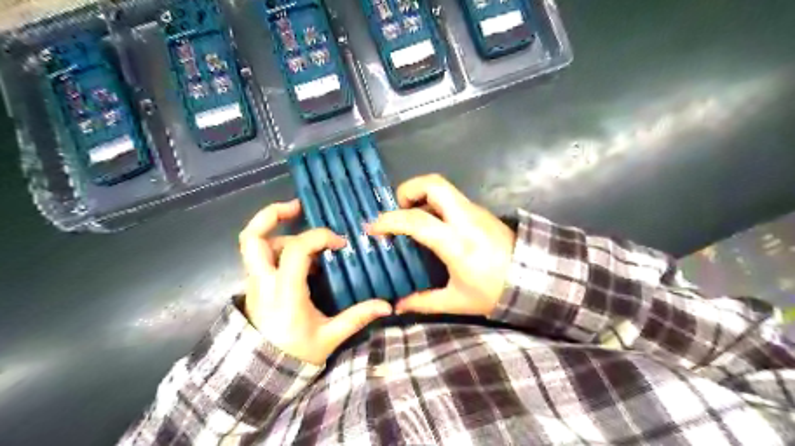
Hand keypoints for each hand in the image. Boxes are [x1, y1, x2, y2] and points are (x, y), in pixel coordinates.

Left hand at [240, 201, 391, 363]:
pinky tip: (304, 258)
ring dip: (279, 232)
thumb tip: (387, 305)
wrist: (262, 373)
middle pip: (252, 237)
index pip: (296, 249)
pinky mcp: (255, 285)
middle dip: (272, 214)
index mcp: (284, 292)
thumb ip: (357, 317)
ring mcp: (255, 282)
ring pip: (254, 244)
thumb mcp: (329, 337)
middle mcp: (263, 282)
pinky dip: (280, 247)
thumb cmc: (295, 354)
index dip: (319, 237)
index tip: (341, 244)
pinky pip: (261, 256)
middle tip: (299, 207)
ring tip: (308, 238)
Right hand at [366, 172, 516, 316]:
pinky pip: (451, 198)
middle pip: (433, 184)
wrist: (536, 279)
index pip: (416, 220)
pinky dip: (434, 204)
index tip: (373, 228)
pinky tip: (431, 225)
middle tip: (398, 211)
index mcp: (456, 242)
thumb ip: (424, 302)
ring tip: (411, 219)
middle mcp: (465, 218)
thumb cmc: (495, 291)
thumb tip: (398, 305)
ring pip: (442, 187)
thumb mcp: (458, 301)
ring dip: (421, 196)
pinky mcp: (480, 211)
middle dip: (408, 190)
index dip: (389, 220)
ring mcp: (475, 211)